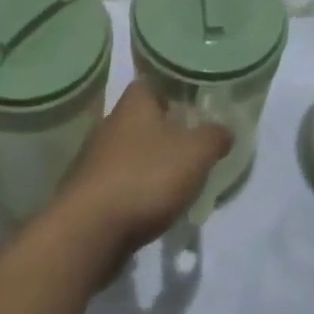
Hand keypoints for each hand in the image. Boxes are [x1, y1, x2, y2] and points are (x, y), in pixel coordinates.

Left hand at [52, 83, 229, 263]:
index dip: (173, 91)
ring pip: (130, 150)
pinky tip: (152, 204)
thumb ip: (213, 137)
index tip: (193, 105)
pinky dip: (135, 188)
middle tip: (192, 143)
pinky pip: (119, 181)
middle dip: (164, 129)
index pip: (152, 83)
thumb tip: (224, 129)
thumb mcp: (195, 153)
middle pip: (141, 117)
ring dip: (149, 161)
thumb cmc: (146, 177)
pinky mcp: (89, 190)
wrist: (90, 230)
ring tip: (176, 178)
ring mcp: (95, 157)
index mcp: (134, 103)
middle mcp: (111, 122)